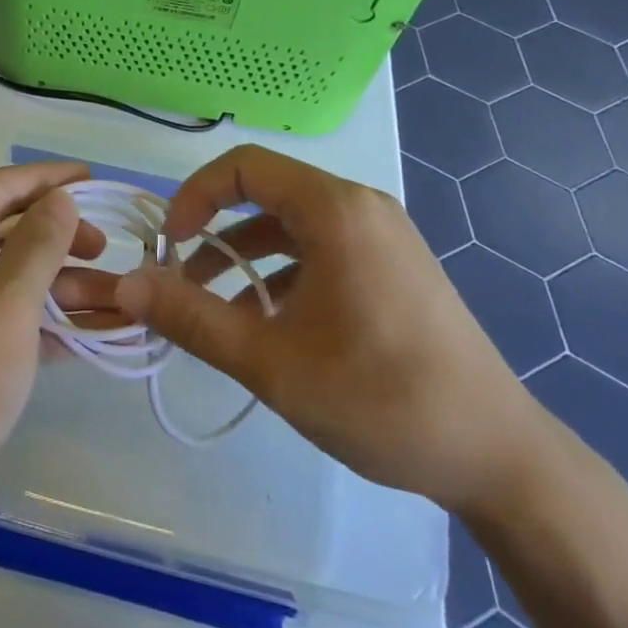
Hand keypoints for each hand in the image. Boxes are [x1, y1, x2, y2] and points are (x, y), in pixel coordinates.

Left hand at [0, 162, 104, 533]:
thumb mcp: (6, 303)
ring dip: (67, 286)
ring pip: (14, 275)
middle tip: (110, 249)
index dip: (50, 180)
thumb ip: (39, 243)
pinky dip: (50, 320)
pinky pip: (8, 313)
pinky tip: (102, 329)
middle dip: (63, 239)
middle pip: (9, 229)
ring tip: (126, 297)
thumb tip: (60, 198)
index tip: (96, 179)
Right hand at [101, 145, 550, 517]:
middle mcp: (360, 207)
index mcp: (335, 210)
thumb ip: (191, 318)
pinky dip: (281, 274)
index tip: (168, 245)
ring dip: (244, 258)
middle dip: (214, 231)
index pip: (243, 167)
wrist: (502, 460)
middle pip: (266, 193)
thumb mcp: (271, 362)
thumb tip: (125, 286)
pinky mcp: (394, 267)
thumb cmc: (381, 398)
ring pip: (291, 226)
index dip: (194, 196)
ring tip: (213, 310)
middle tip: (181, 276)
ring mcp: (383, 236)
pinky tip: (266, 325)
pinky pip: (321, 250)